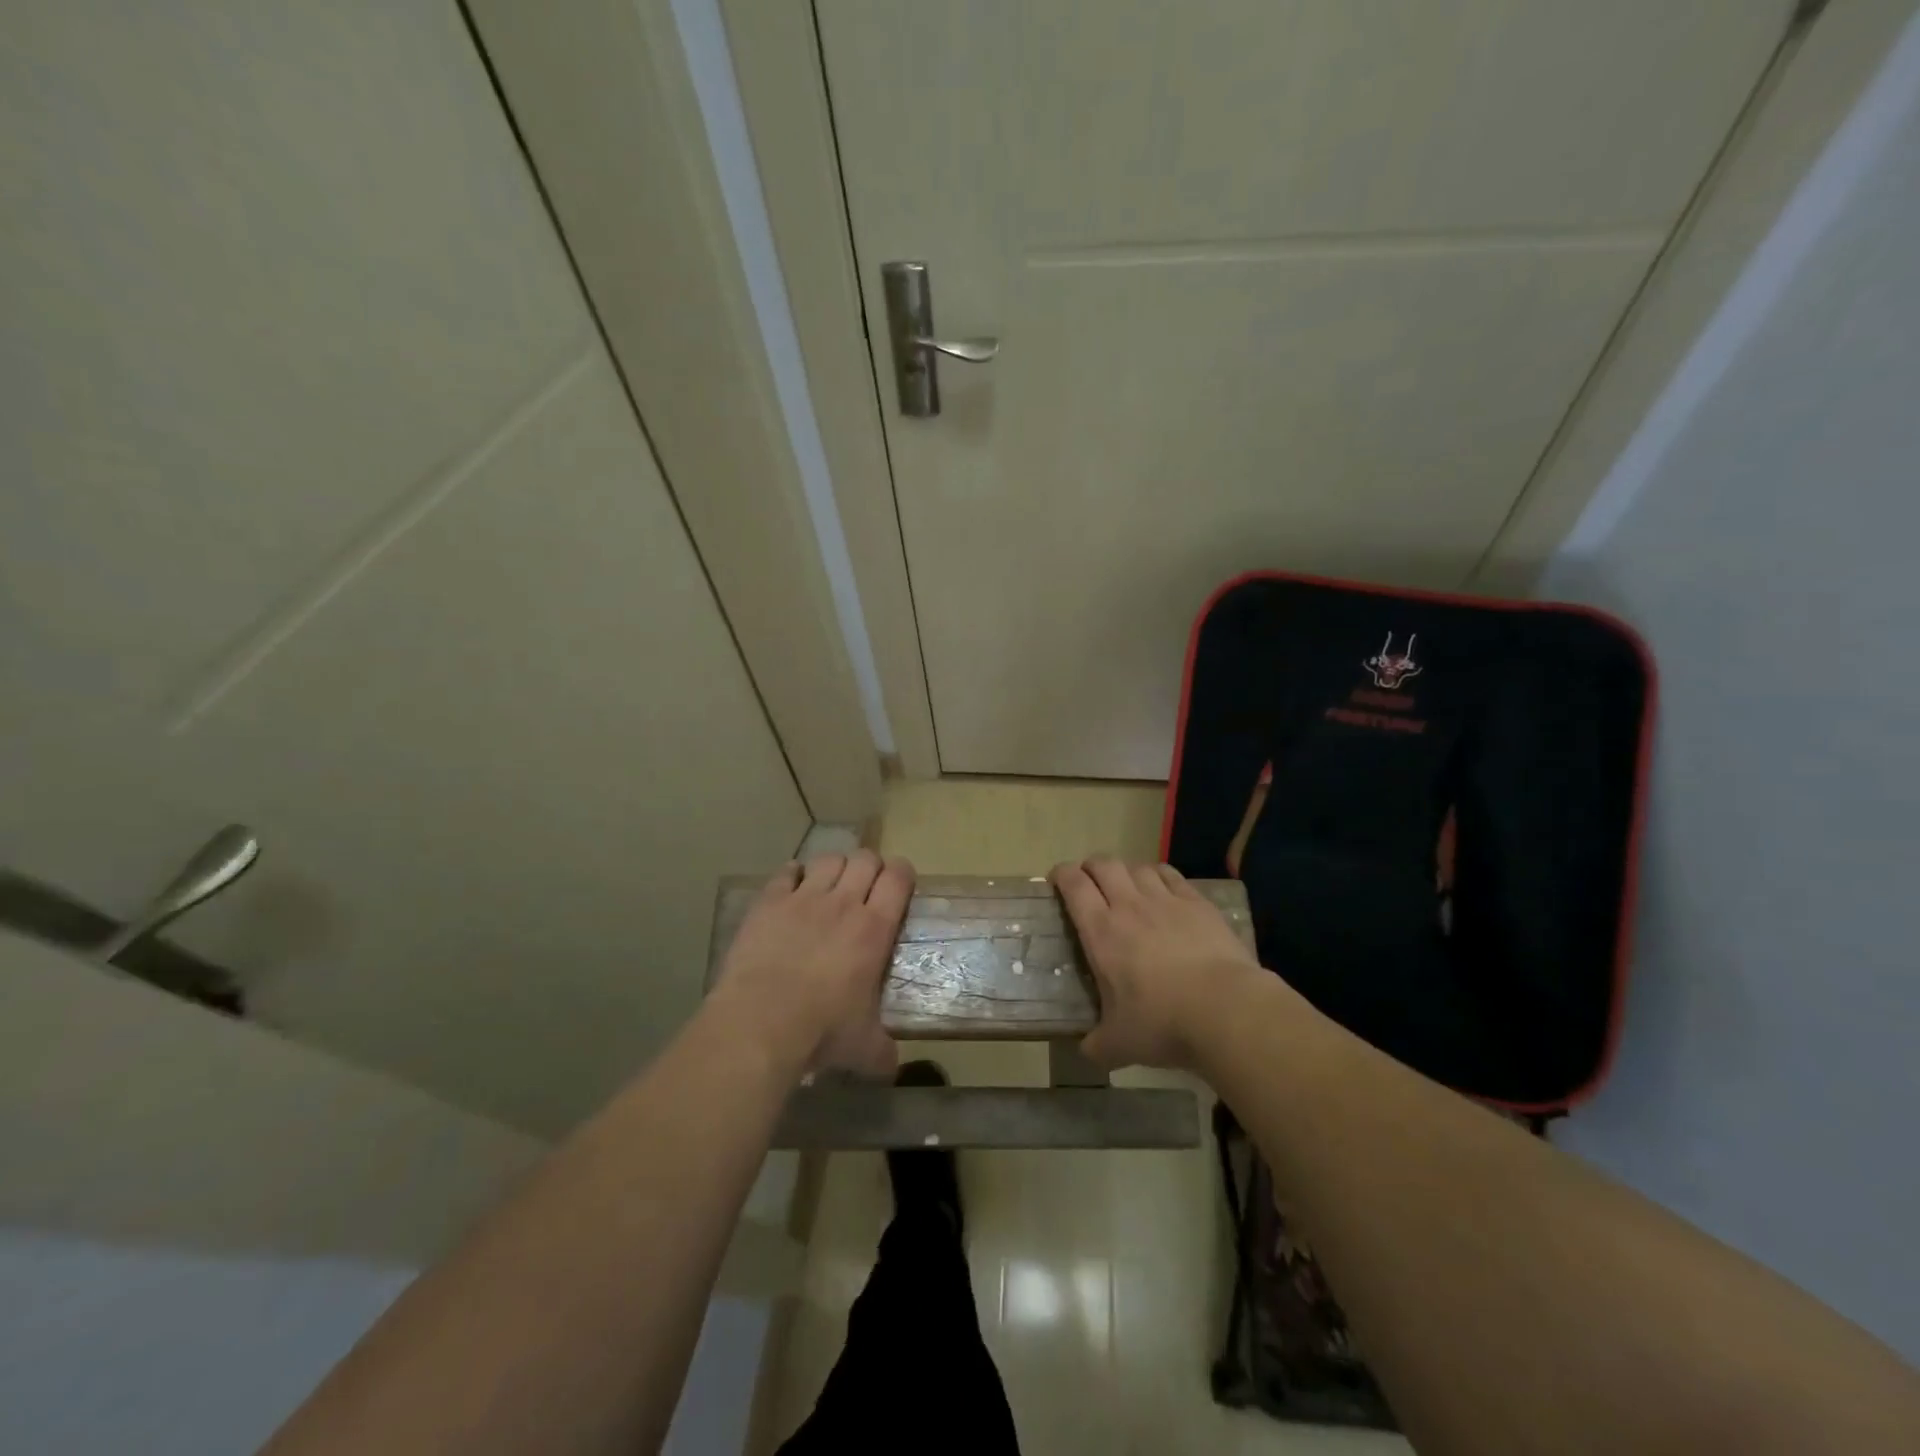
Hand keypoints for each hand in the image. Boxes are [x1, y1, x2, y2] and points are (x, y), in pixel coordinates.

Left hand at [713, 850, 912, 1078]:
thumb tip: (891, 1068)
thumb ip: (882, 1052)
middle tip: (866, 887)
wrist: (761, 1022)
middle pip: (865, 859)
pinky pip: (786, 872)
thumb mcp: (864, 1047)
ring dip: (835, 868)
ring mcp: (804, 898)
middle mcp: (843, 903)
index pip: (898, 878)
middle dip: (869, 867)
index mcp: (874, 929)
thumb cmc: (821, 1031)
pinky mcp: (769, 902)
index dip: (902, 873)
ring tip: (830, 886)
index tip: (900, 883)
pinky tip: (792, 889)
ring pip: (829, 859)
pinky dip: (793, 875)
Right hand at [1051, 857, 1263, 1069]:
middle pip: (1104, 865)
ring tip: (1126, 885)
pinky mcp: (1198, 904)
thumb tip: (1087, 1051)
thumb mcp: (1119, 1044)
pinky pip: (1171, 875)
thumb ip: (1098, 1045)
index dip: (1062, 874)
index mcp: (1102, 932)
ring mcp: (1166, 901)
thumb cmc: (1163, 1023)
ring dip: (1126, 871)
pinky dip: (1158, 875)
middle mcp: (1130, 906)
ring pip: (1138, 867)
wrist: (1226, 1010)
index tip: (1057, 880)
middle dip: (1091, 867)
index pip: (1074, 885)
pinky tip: (1161, 887)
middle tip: (1089, 882)